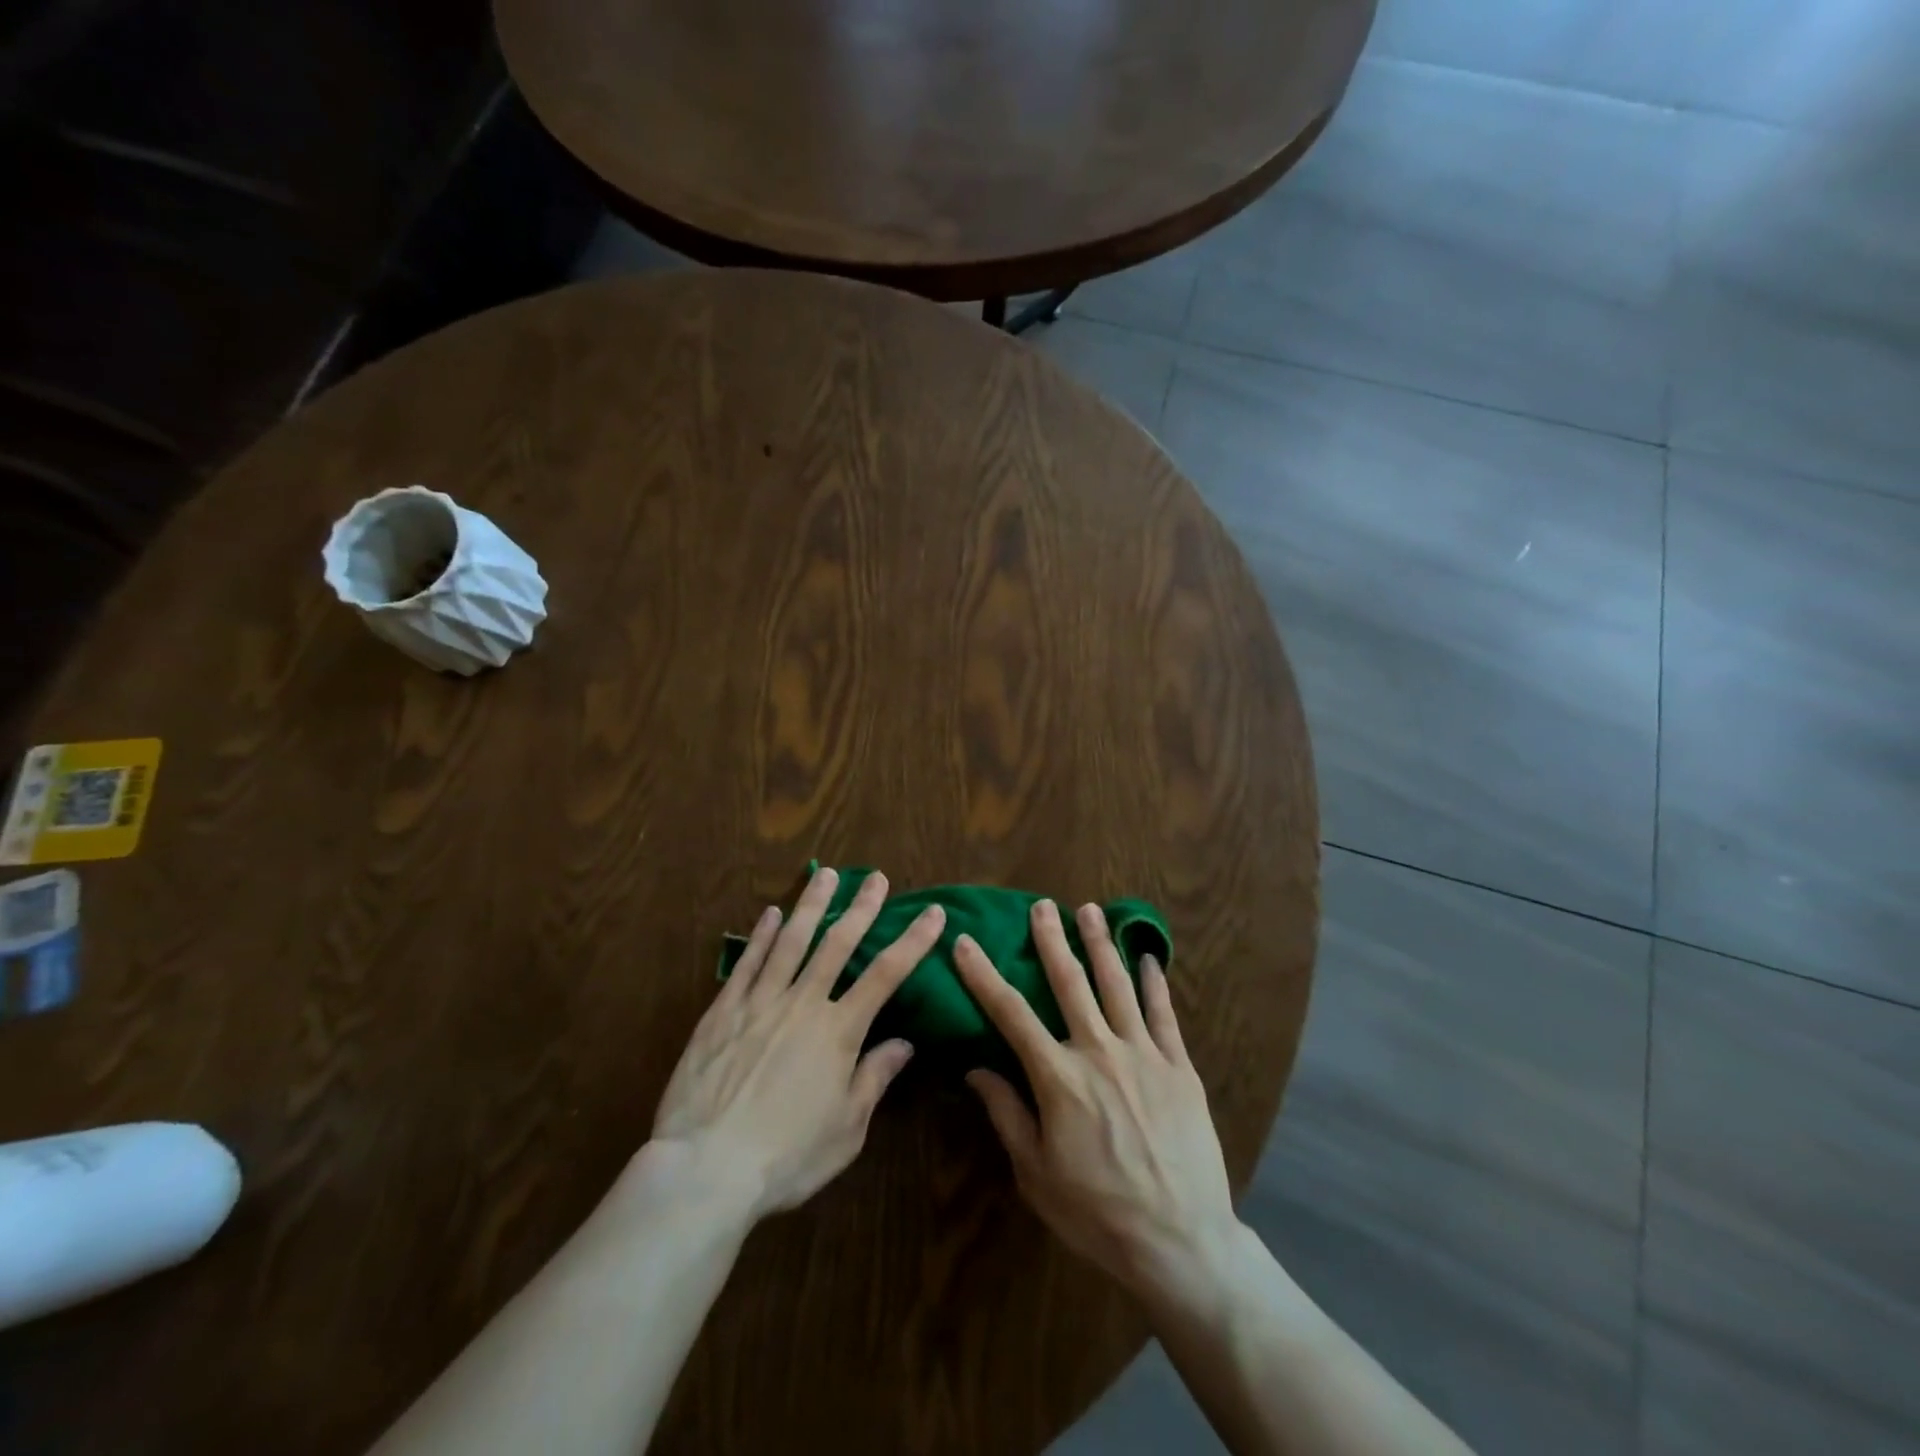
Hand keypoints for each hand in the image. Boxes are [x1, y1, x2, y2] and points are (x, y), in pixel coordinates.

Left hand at [647, 867, 944, 1221]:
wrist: (706, 1169)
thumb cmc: (786, 1157)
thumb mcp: (846, 1129)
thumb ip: (874, 1078)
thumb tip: (905, 1043)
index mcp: (839, 1032)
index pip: (886, 975)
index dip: (913, 941)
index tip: (933, 913)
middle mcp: (803, 1004)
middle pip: (838, 944)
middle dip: (862, 908)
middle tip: (876, 877)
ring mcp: (759, 1002)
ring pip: (790, 941)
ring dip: (812, 906)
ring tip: (826, 874)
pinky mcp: (722, 1012)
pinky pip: (746, 964)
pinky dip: (760, 936)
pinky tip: (769, 913)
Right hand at [954, 901, 1241, 1305]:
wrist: (1180, 1241)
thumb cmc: (1098, 1213)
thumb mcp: (1036, 1174)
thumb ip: (1006, 1114)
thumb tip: (976, 1069)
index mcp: (1058, 1077)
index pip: (1011, 1014)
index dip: (984, 975)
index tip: (966, 942)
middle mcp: (1099, 1051)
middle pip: (1070, 983)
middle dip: (1051, 941)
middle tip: (1040, 906)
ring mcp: (1144, 1054)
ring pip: (1118, 985)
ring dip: (1100, 945)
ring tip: (1090, 910)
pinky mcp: (1180, 1067)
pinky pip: (1165, 1014)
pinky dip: (1154, 982)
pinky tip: (1148, 958)